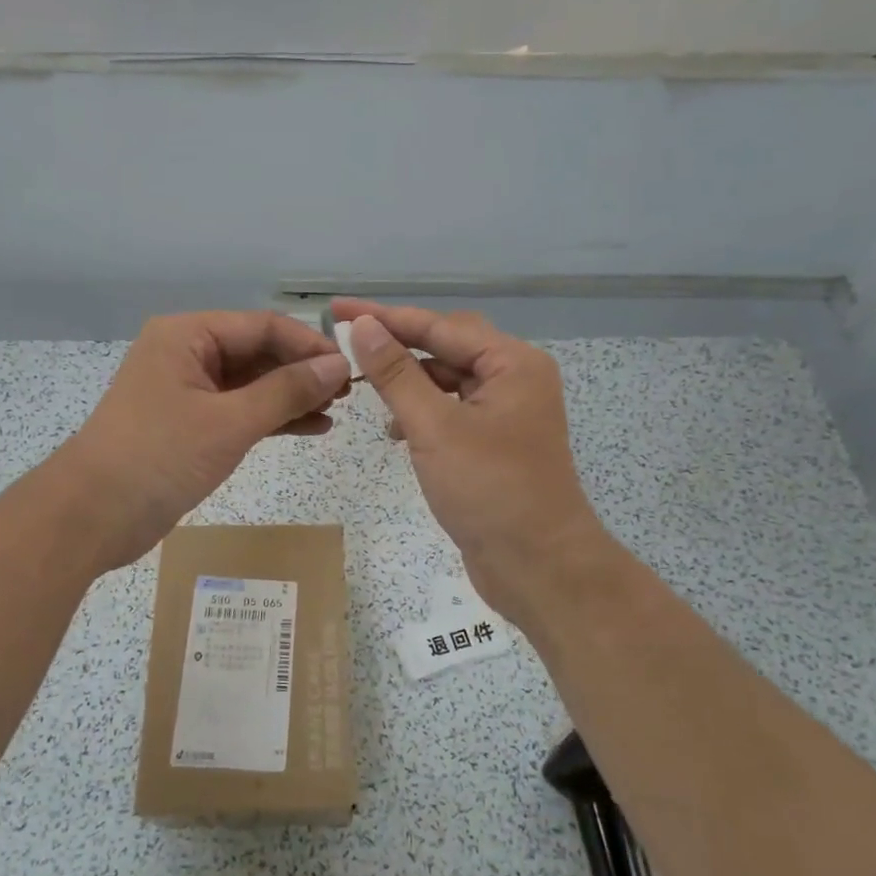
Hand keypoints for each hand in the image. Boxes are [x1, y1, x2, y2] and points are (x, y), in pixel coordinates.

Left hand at [52, 311, 351, 570]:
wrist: (92, 516)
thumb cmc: (159, 457)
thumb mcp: (229, 422)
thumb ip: (287, 392)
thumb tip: (338, 366)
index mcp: (187, 335)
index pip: (262, 326)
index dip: (308, 345)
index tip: (351, 367)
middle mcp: (186, 354)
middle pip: (257, 352)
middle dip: (302, 371)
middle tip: (350, 392)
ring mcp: (187, 392)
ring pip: (251, 384)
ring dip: (292, 396)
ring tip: (338, 410)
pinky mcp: (190, 426)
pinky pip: (240, 412)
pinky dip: (272, 419)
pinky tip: (312, 428)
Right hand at [332, 299, 620, 628]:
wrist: (538, 566)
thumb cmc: (489, 491)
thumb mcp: (434, 428)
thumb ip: (396, 374)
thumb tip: (362, 327)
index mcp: (512, 363)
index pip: (439, 326)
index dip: (385, 317)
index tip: (336, 310)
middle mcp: (514, 378)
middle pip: (446, 345)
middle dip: (398, 343)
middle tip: (347, 343)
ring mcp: (507, 412)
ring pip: (448, 378)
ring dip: (408, 380)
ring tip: (365, 387)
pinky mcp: (495, 442)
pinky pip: (452, 409)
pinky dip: (422, 411)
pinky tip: (395, 429)